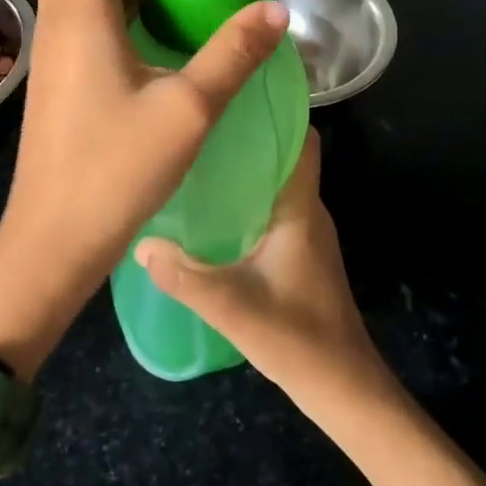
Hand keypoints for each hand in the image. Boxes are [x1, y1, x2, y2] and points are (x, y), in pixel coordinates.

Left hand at [0, 0, 289, 373]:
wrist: (53, 241)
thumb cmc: (117, 172)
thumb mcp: (190, 109)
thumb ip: (233, 54)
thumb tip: (275, 12)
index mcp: (81, 15)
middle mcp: (55, 23)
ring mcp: (48, 53)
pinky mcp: (51, 80)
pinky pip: (72, 16)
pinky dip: (105, 2)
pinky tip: (146, 35)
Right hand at [134, 130, 394, 415]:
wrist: (343, 389)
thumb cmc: (299, 340)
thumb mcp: (234, 309)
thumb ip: (186, 277)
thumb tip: (141, 243)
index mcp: (300, 209)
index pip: (301, 140)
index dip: (275, 111)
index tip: (232, 95)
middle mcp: (307, 211)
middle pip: (282, 155)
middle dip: (246, 136)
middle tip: (196, 125)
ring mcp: (304, 233)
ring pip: (274, 183)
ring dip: (244, 168)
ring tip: (195, 158)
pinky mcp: (298, 254)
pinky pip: (270, 208)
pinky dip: (245, 198)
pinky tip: (209, 209)